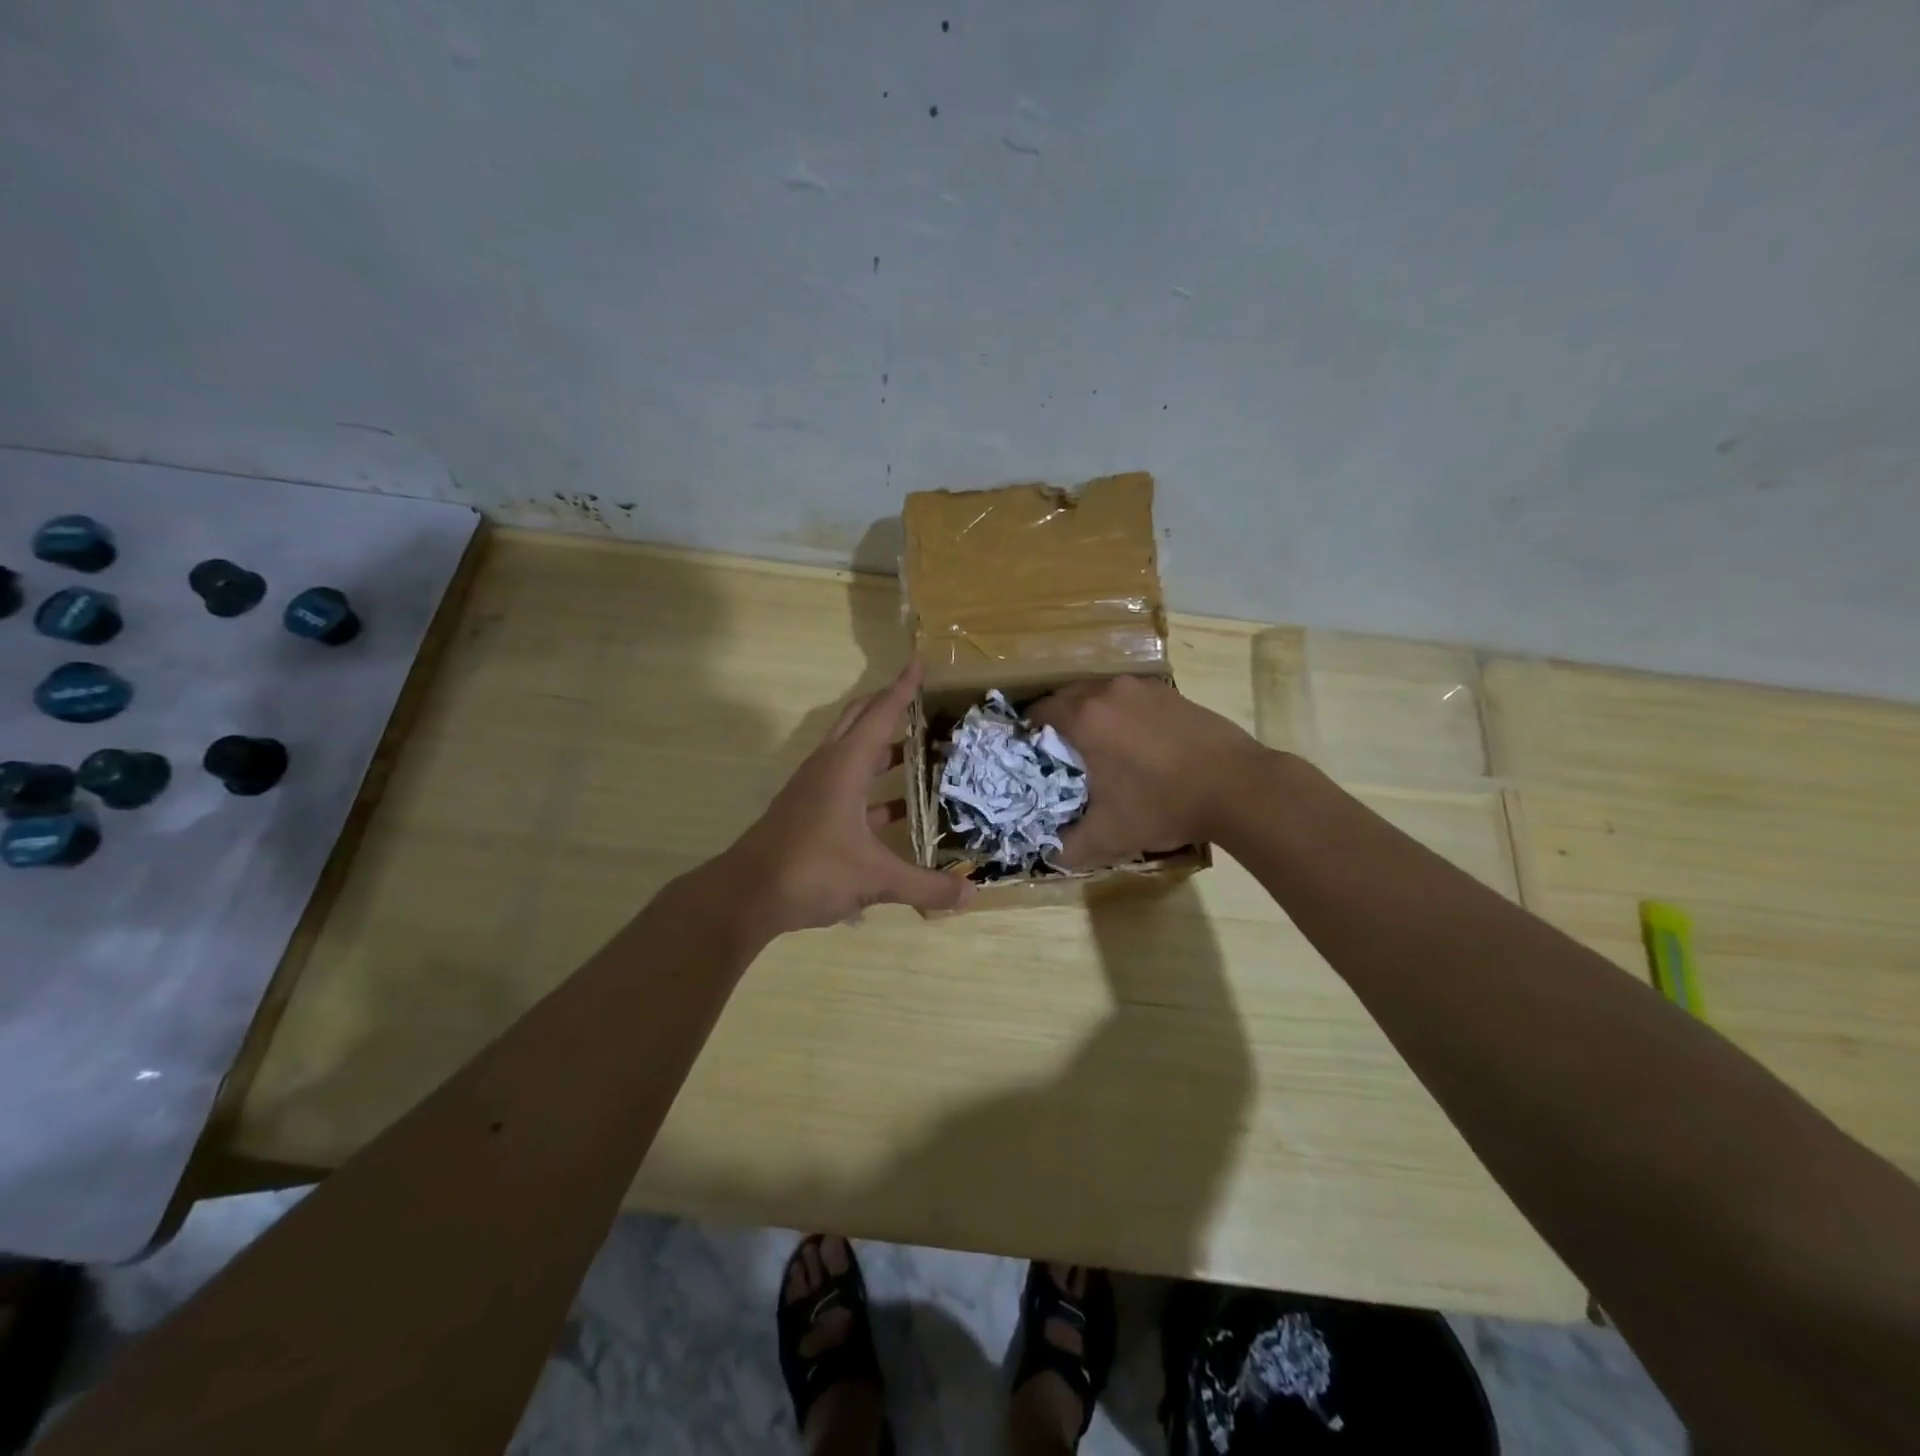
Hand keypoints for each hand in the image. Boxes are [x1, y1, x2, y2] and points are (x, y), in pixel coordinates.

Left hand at [724, 663, 969, 932]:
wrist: (746, 895)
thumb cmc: (811, 870)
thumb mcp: (875, 879)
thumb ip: (925, 886)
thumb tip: (971, 896)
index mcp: (845, 765)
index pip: (881, 714)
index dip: (903, 688)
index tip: (920, 662)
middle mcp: (829, 767)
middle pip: (860, 721)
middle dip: (890, 706)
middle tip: (925, 704)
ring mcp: (815, 789)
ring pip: (853, 752)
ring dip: (883, 747)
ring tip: (921, 750)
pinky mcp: (809, 811)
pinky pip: (848, 785)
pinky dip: (873, 787)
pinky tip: (898, 809)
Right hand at [1028, 674, 1269, 869]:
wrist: (1238, 787)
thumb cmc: (1163, 805)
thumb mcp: (1108, 837)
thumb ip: (1068, 848)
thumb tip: (1049, 855)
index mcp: (1084, 718)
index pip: (1038, 711)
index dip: (1028, 733)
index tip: (1032, 756)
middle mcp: (1108, 691)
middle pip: (1066, 697)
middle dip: (1058, 722)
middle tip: (1061, 756)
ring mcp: (1143, 688)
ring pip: (1100, 694)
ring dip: (1091, 715)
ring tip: (1099, 748)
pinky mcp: (1171, 693)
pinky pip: (1131, 698)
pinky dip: (1122, 713)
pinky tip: (1137, 743)